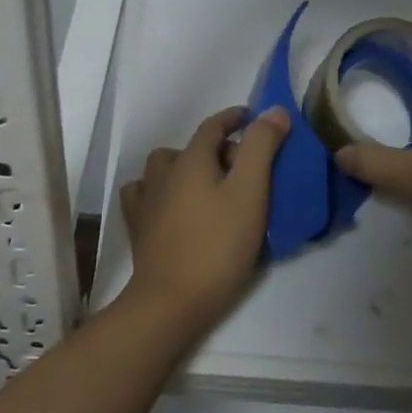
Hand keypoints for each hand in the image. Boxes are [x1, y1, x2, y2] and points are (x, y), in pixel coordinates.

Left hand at [120, 105, 290, 334]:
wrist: (171, 302)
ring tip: (207, 187)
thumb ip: (262, 147)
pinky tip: (171, 206)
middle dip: (217, 149)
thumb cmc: (217, 245)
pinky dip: (160, 192)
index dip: (235, 118)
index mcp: (191, 159)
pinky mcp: (138, 228)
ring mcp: (146, 200)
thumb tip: (273, 111)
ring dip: (185, 168)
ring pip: (164, 168)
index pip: (213, 126)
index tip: (253, 118)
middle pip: (191, 147)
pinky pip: (145, 195)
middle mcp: (164, 172)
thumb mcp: (250, 192)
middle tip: (243, 169)